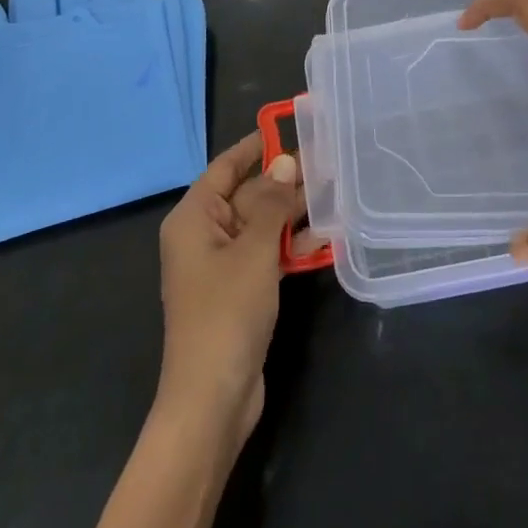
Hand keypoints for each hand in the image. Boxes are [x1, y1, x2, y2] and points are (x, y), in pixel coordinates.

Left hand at [155, 134, 305, 446]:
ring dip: (293, 214)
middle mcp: (204, 235)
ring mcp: (222, 265)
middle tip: (328, 164)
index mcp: (194, 218)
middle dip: (284, 182)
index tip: (287, 128)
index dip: (255, 146)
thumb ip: (271, 204)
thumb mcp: (253, 251)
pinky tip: (324, 238)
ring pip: (261, 225)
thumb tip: (284, 163)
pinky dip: (290, 245)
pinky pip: (266, 254)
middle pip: (247, 196)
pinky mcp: (240, 290)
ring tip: (334, 194)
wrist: (212, 400)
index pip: (225, 167)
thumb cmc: (226, 313)